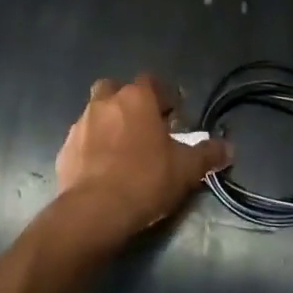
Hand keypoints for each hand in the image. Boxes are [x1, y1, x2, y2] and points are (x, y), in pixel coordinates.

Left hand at [54, 75, 225, 245]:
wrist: (95, 210)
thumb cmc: (146, 179)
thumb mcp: (186, 170)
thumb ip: (207, 155)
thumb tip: (228, 148)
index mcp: (136, 98)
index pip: (152, 82)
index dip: (164, 97)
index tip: (173, 118)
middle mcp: (105, 102)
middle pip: (116, 90)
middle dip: (128, 103)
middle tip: (143, 128)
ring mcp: (81, 124)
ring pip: (96, 114)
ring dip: (108, 125)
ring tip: (122, 152)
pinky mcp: (65, 149)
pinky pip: (82, 141)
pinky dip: (92, 149)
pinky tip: (103, 171)